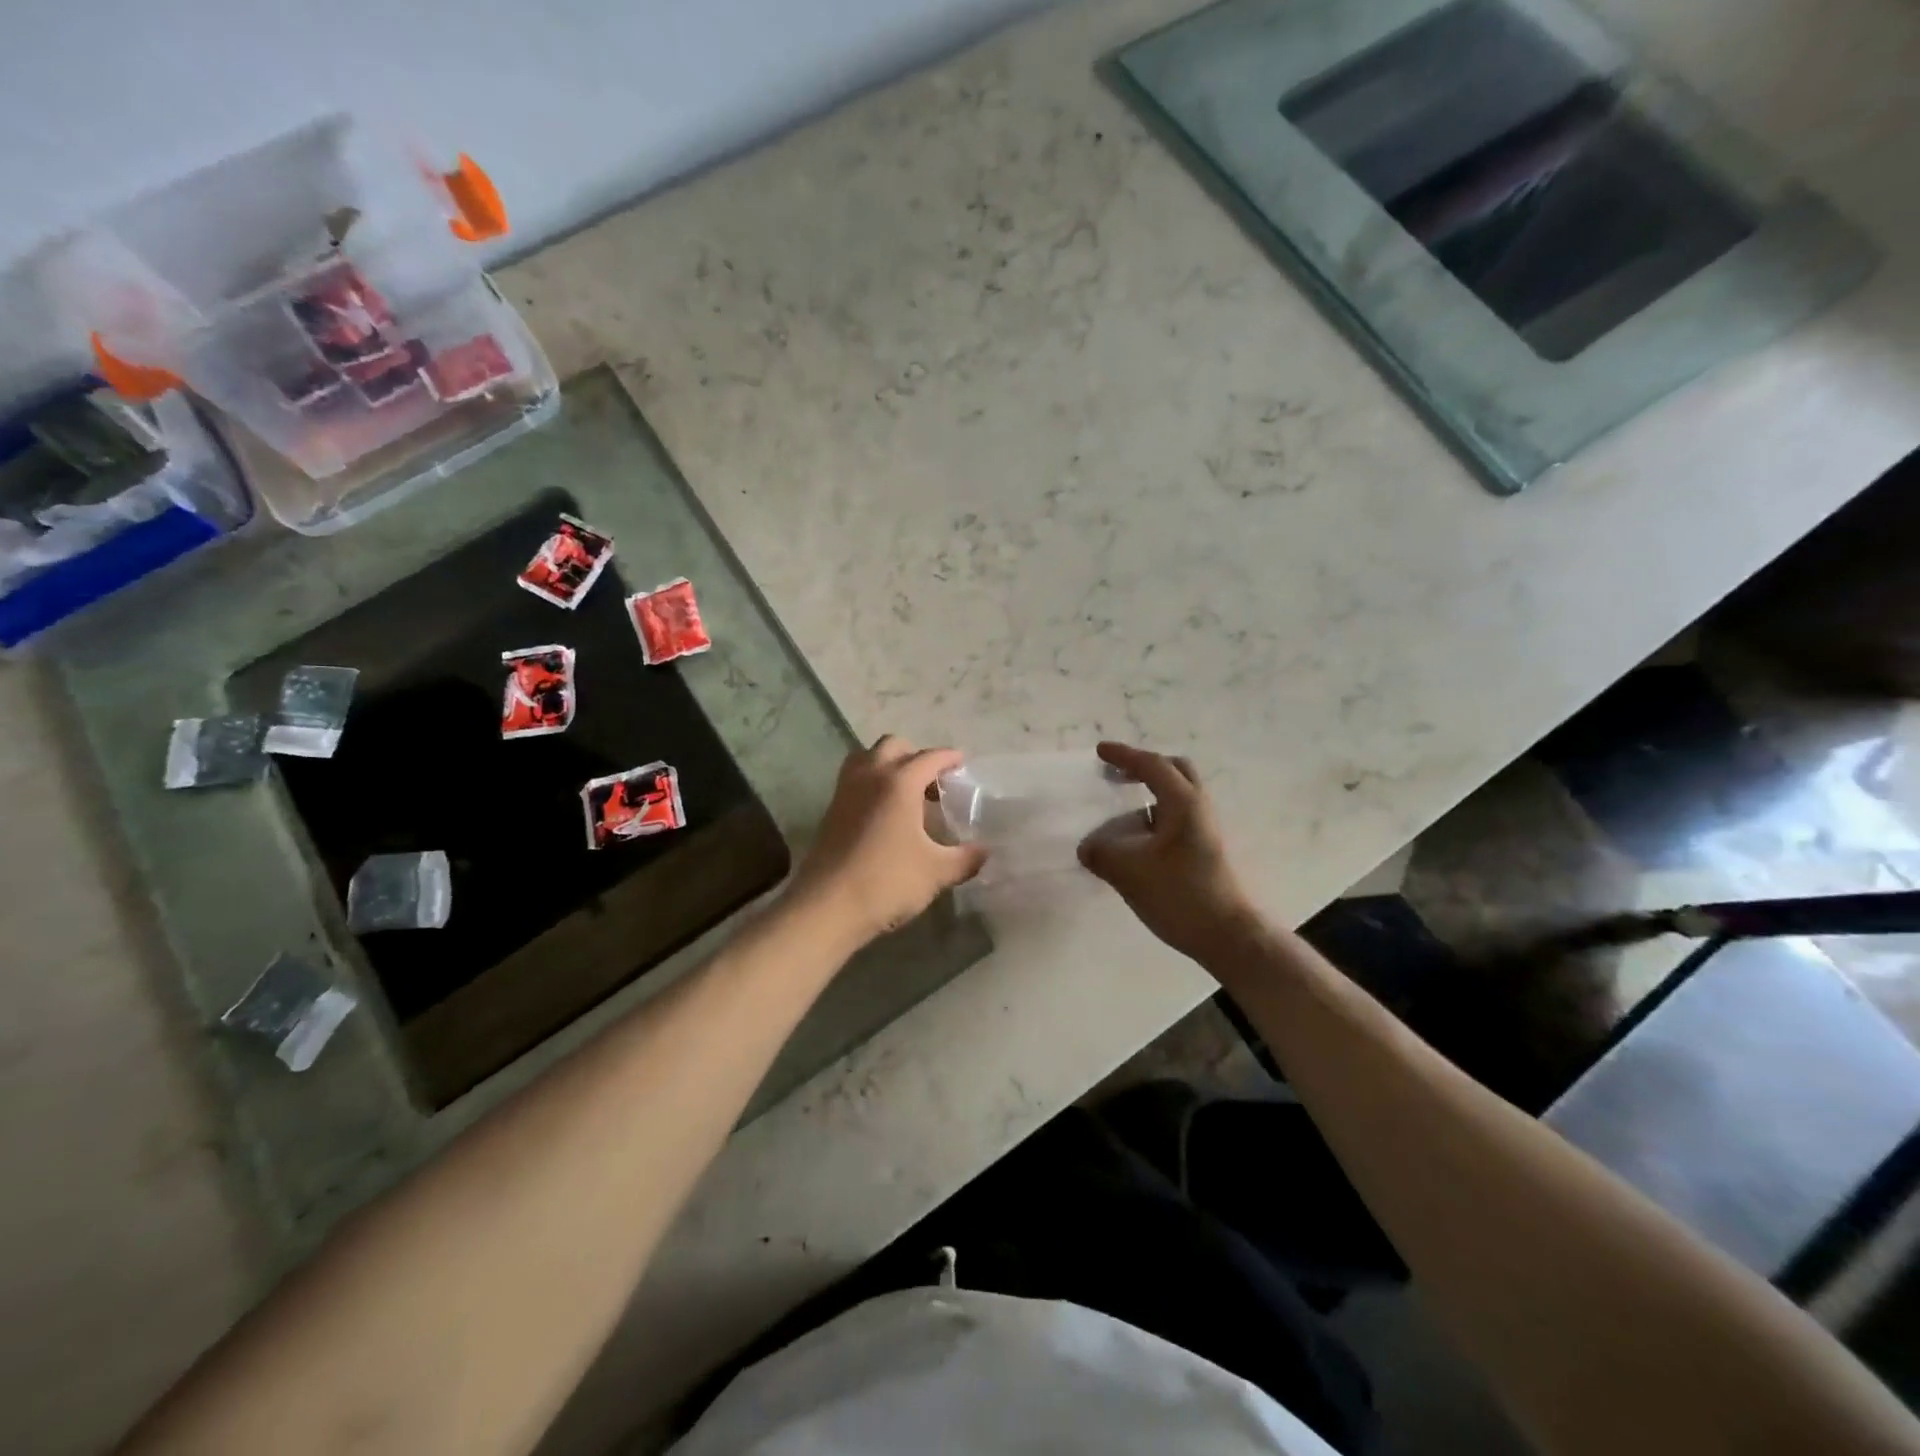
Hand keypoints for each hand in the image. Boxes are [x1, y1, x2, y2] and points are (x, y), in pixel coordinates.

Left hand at [789, 736, 987, 946]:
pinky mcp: (831, 811)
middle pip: (893, 746)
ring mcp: (846, 791)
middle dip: (916, 756)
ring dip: (889, 765)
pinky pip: (855, 780)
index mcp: (899, 782)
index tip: (962, 762)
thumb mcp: (936, 872)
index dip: (949, 758)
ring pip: (867, 758)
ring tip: (907, 792)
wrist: (826, 906)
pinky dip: (872, 783)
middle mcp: (870, 776)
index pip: (929, 757)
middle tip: (934, 781)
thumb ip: (965, 858)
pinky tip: (885, 814)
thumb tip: (985, 852)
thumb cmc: (887, 882)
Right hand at [1078, 742, 1259, 964]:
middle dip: (1144, 768)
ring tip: (1120, 814)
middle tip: (1117, 775)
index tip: (1100, 751)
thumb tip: (1087, 847)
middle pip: (1175, 772)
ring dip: (1150, 796)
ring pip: (1178, 798)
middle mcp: (1200, 809)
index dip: (1124, 756)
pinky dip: (1155, 819)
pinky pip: (1177, 820)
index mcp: (1184, 803)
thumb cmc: (1181, 895)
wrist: (1230, 936)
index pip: (1152, 765)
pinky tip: (1136, 843)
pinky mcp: (1207, 851)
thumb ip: (1102, 854)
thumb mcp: (1130, 872)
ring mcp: (1207, 831)